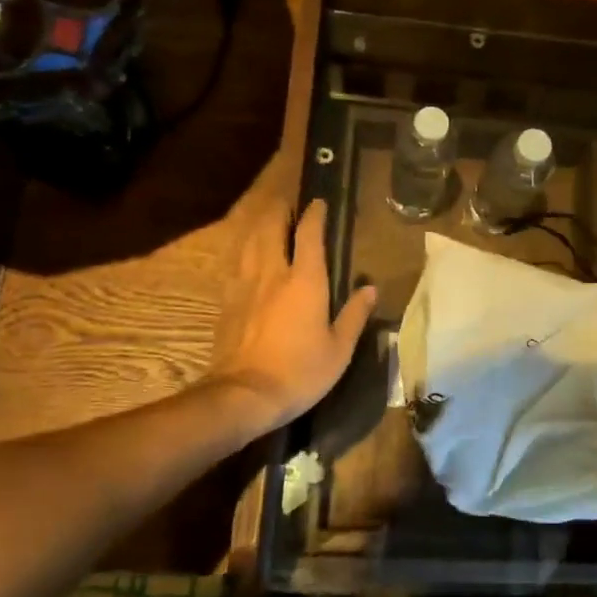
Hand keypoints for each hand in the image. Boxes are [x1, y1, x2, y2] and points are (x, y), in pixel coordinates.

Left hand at [206, 198, 378, 435]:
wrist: (245, 395)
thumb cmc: (300, 372)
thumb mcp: (340, 349)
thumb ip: (354, 314)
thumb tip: (370, 288)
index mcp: (305, 280)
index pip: (309, 233)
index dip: (315, 213)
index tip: (320, 202)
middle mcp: (273, 272)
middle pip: (271, 226)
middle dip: (281, 209)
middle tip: (290, 204)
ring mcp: (245, 284)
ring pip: (249, 240)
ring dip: (260, 224)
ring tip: (268, 220)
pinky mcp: (227, 300)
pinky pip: (236, 262)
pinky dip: (244, 249)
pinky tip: (246, 254)